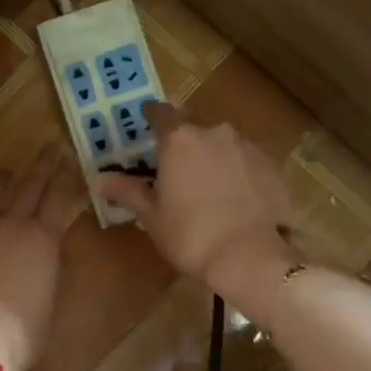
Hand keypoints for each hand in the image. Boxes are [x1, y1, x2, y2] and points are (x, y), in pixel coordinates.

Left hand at [0, 146, 81, 370]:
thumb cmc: (22, 332)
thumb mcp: (49, 300)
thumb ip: (49, 269)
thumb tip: (46, 256)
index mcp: (44, 240)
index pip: (59, 197)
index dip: (67, 176)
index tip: (72, 159)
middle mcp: (12, 224)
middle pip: (29, 183)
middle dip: (43, 164)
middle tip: (50, 148)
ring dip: (4, 176)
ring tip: (8, 172)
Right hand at [94, 103, 295, 303]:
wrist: (251, 258)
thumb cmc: (191, 235)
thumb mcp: (151, 216)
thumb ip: (126, 191)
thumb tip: (98, 179)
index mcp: (180, 140)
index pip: (160, 113)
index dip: (151, 116)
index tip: (146, 123)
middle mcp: (215, 132)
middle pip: (193, 130)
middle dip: (183, 145)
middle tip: (175, 171)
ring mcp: (247, 147)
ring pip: (222, 145)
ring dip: (212, 158)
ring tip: (207, 188)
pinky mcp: (272, 166)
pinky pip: (246, 161)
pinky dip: (237, 172)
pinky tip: (235, 198)